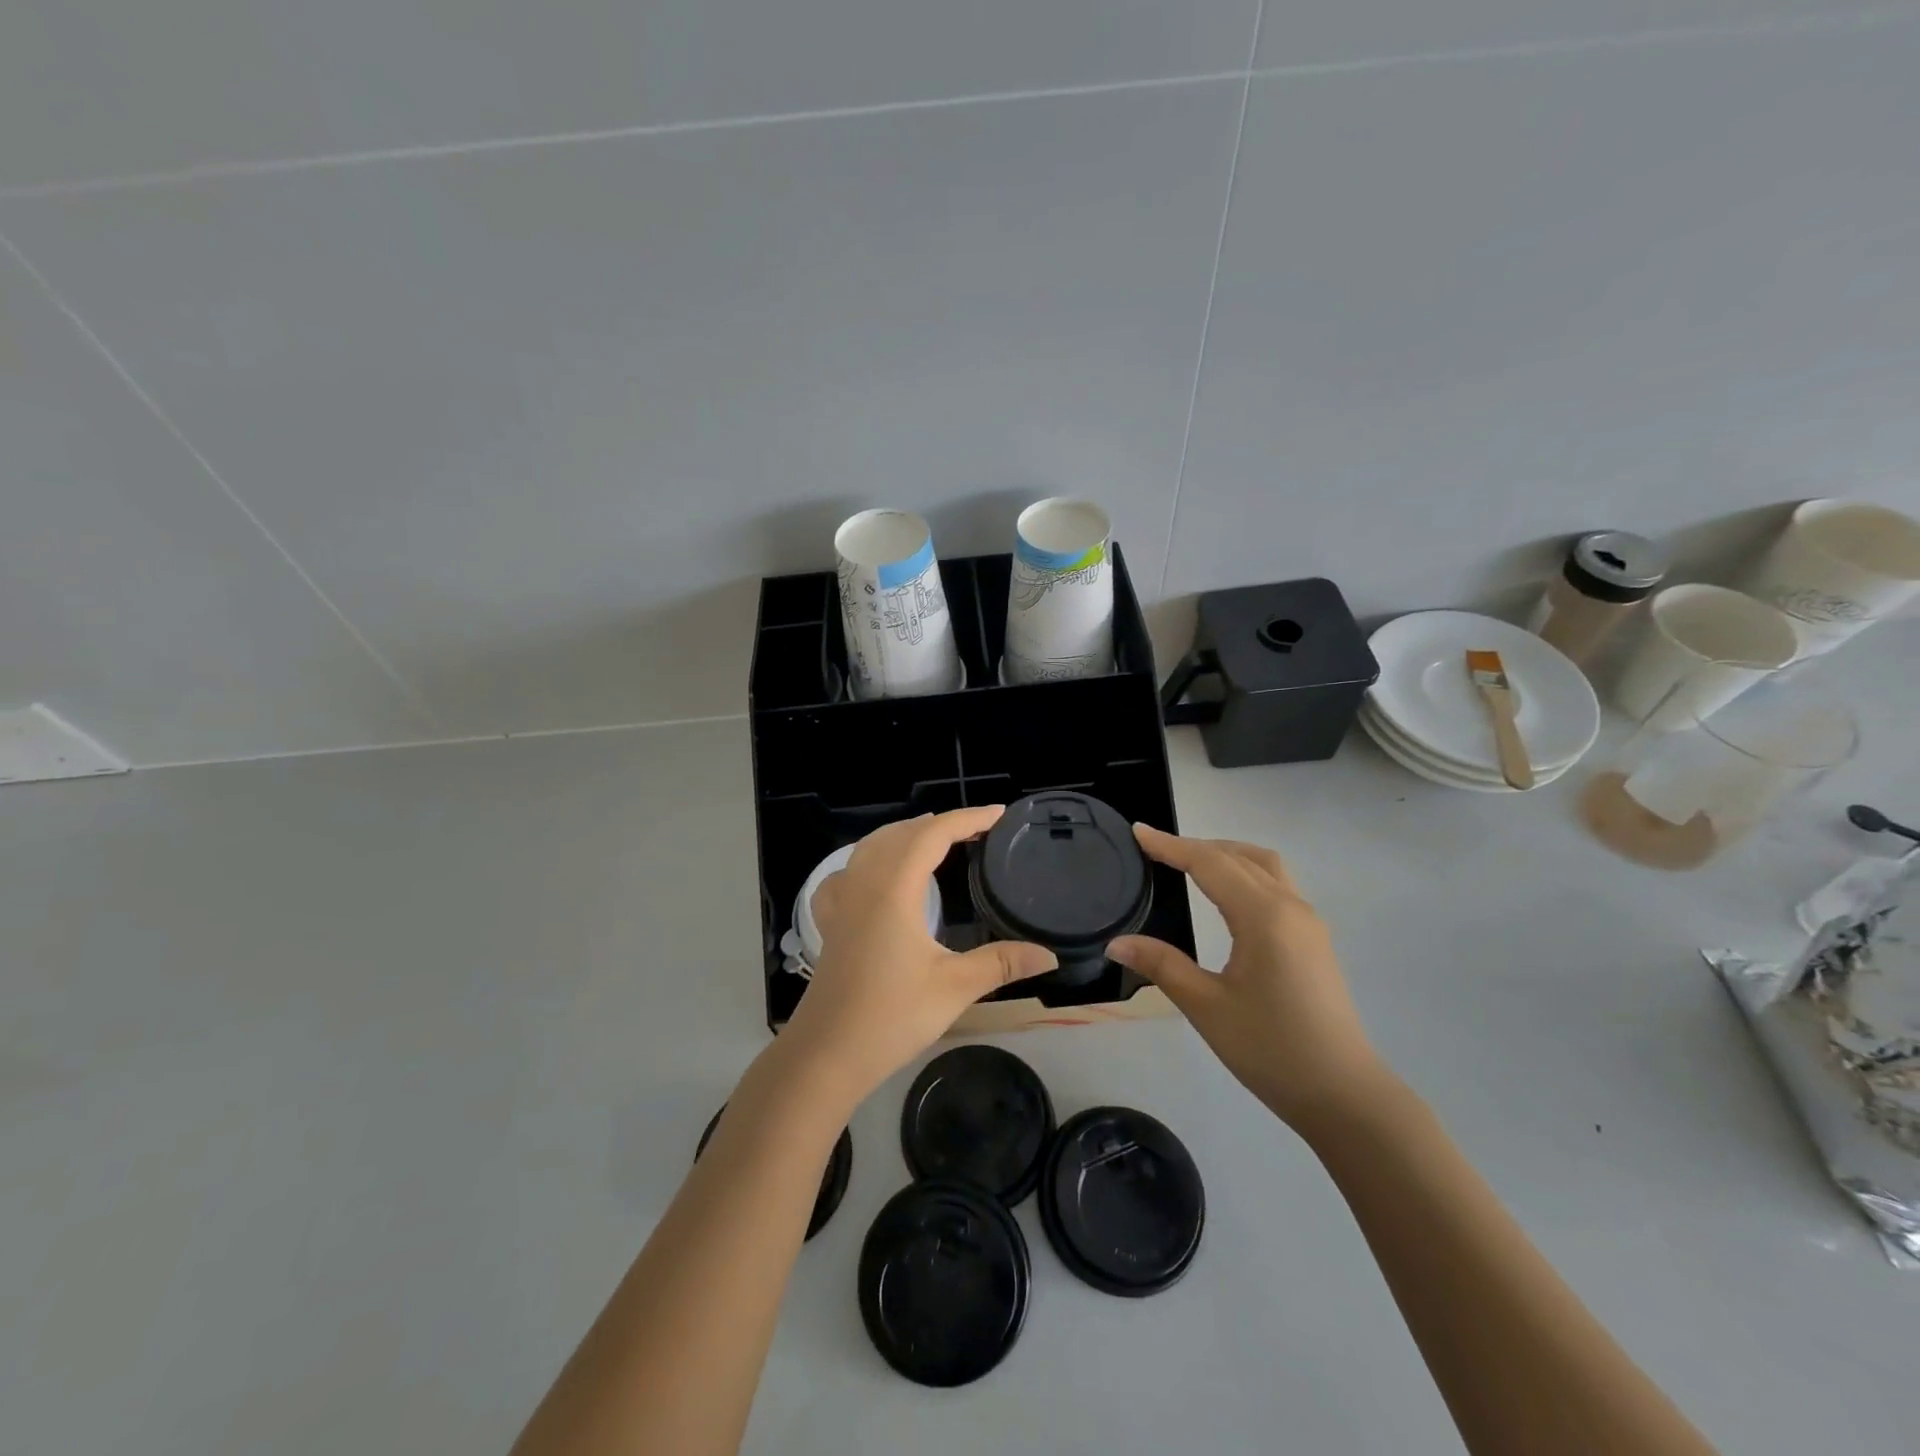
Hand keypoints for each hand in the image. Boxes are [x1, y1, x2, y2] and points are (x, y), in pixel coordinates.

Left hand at [781, 807, 1057, 1107]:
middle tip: (977, 830)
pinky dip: (868, 859)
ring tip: (934, 839)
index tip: (998, 814)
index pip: (933, 834)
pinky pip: (847, 873)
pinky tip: (874, 876)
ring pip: (871, 846)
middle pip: (901, 833)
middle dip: (940, 824)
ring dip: (905, 835)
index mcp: (894, 889)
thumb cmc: (891, 1016)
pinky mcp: (831, 923)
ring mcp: (842, 902)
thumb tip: (1049, 955)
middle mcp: (864, 884)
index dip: (967, 819)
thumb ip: (1002, 964)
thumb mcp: (954, 988)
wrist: (827, 1054)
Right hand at [1108, 825, 1389, 1131]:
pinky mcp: (1314, 940)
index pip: (1210, 863)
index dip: (1170, 846)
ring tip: (1189, 862)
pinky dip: (1245, 872)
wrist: (1344, 1096)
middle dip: (1195, 846)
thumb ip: (1162, 965)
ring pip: (1264, 866)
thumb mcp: (1207, 1007)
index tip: (1137, 831)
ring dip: (1226, 854)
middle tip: (1154, 848)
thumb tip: (1117, 941)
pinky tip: (1226, 894)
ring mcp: (1308, 922)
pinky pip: (1276, 884)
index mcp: (1264, 916)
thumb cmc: (1272, 1050)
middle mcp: (1290, 906)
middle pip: (1238, 856)